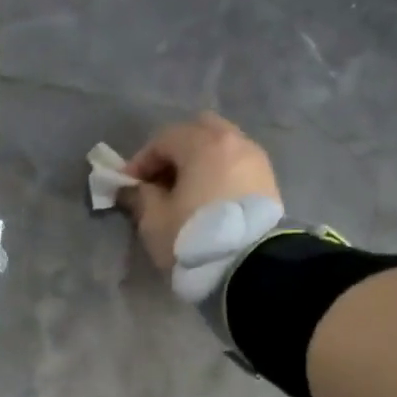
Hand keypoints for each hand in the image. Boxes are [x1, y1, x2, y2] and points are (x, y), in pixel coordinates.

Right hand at [121, 112, 281, 270]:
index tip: (128, 185)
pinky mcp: (268, 181)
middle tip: (159, 179)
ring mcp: (256, 160)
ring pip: (220, 146)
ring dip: (198, 162)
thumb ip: (140, 196)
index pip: (163, 139)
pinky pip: (235, 165)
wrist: (248, 265)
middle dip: (175, 151)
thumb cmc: (193, 236)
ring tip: (183, 191)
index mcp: (203, 144)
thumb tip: (133, 188)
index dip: (141, 160)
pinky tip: (206, 198)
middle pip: (198, 130)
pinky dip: (217, 173)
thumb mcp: (154, 219)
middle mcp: (234, 142)